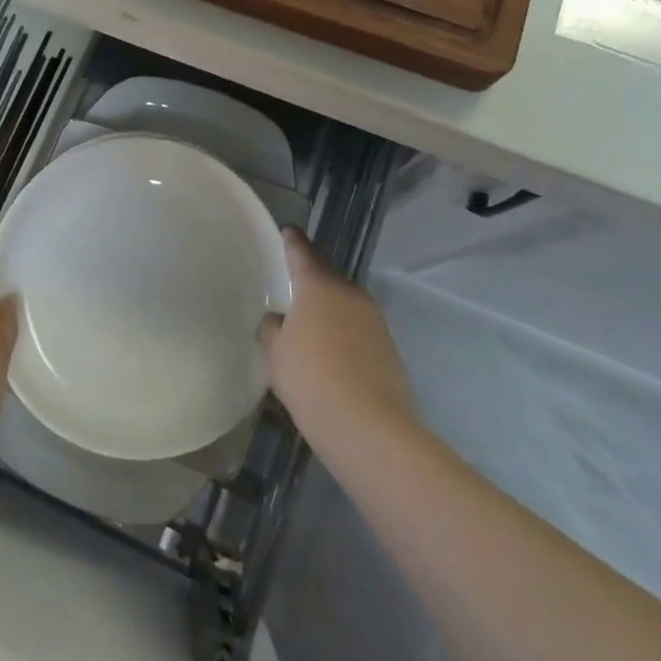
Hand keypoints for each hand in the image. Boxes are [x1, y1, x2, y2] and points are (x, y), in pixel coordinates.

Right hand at [260, 230, 416, 448]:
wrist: (370, 428)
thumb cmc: (311, 379)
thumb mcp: (274, 352)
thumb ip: (271, 327)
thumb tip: (279, 319)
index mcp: (318, 284)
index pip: (301, 250)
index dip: (291, 240)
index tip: (286, 232)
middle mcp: (349, 293)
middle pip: (326, 277)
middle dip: (310, 280)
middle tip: (290, 290)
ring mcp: (374, 320)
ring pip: (344, 304)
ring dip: (329, 310)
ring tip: (309, 328)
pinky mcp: (389, 348)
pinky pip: (358, 331)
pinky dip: (344, 336)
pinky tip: (331, 357)